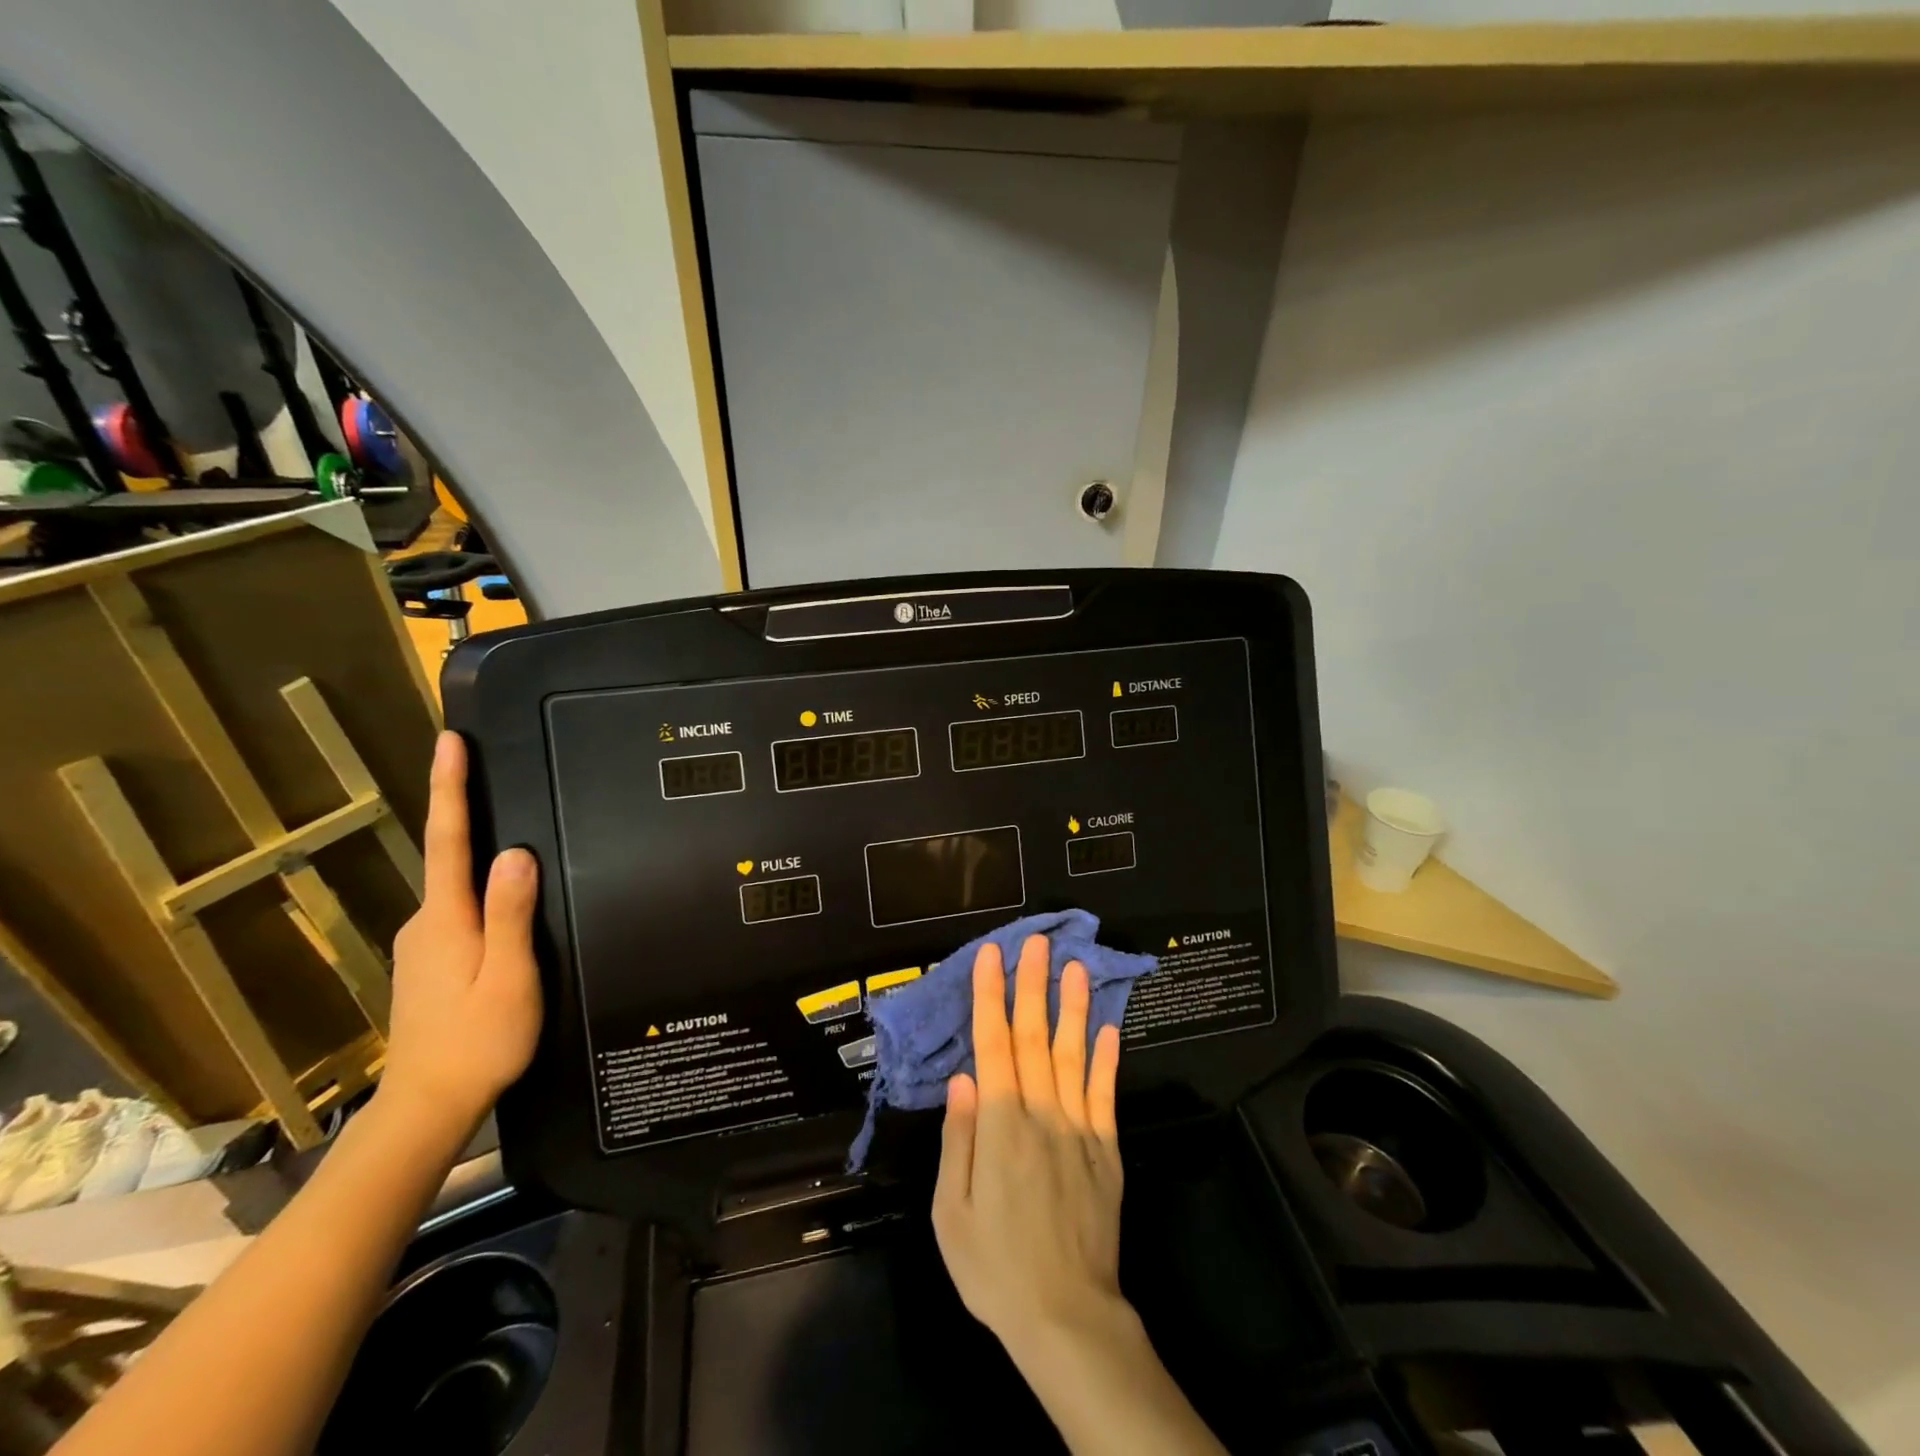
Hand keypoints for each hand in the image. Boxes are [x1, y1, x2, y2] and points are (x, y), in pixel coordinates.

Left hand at [378, 732, 542, 1137]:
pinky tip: (508, 907)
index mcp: (446, 920)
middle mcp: (426, 923)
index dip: (450, 789)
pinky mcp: (429, 964)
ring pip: (458, 888)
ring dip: (480, 859)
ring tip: (519, 842)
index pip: (450, 840)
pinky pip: (460, 912)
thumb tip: (515, 853)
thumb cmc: (479, 1041)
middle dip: (469, 814)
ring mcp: (423, 945)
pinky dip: (481, 894)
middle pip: (451, 858)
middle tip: (497, 776)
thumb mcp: (509, 978)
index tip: (450, 743)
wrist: (427, 1107)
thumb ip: (511, 916)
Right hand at [933, 933, 1126, 1351]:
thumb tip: (962, 1078)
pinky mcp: (1105, 1150)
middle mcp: (1042, 1114)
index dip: (991, 997)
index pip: (993, 1045)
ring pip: (1072, 1054)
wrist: (1067, 1318)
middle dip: (1032, 985)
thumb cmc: (995, 1268)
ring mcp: (1079, 1129)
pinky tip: (1108, 1028)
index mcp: (1000, 1126)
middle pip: (1033, 1037)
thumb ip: (958, 1139)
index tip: (992, 956)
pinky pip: (1104, 1094)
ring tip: (1074, 966)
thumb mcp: (951, 1212)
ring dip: (1071, 1007)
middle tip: (1036, 942)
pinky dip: (1106, 1058)